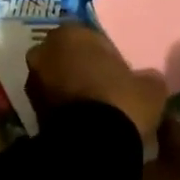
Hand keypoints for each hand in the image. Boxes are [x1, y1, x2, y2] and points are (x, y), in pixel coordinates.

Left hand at [25, 25, 167, 143]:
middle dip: (81, 67)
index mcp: (69, 34)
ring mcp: (32, 81)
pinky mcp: (30, 109)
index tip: (118, 68)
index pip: (88, 35)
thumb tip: (147, 80)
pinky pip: (51, 101)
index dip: (104, 52)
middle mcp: (43, 51)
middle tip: (104, 86)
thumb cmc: (119, 101)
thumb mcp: (149, 86)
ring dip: (70, 87)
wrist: (90, 144)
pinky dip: (64, 107)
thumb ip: (145, 77)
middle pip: (66, 55)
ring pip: (55, 78)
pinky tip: (83, 120)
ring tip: (94, 107)